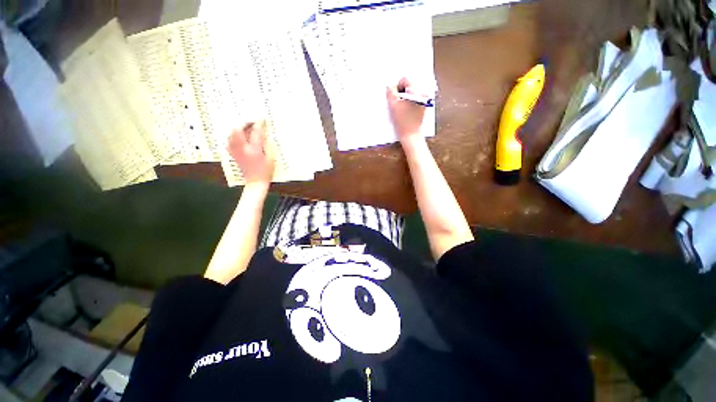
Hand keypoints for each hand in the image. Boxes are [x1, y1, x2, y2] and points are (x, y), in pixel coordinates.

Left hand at [227, 120, 275, 184]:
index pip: (256, 132)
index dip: (259, 124)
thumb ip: (268, 145)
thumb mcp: (271, 158)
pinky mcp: (233, 154)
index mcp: (254, 150)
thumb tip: (265, 135)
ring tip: (244, 127)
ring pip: (231, 134)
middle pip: (238, 130)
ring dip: (238, 128)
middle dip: (244, 122)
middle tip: (251, 121)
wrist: (255, 183)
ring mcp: (236, 151)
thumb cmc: (266, 172)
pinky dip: (233, 135)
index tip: (262, 120)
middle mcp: (243, 149)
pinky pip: (230, 141)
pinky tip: (238, 136)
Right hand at [386, 77, 426, 143]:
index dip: (397, 87)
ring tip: (401, 108)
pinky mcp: (422, 106)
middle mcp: (423, 93)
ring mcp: (423, 100)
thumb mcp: (393, 105)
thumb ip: (390, 92)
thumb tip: (390, 85)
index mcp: (418, 91)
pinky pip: (413, 99)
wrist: (410, 134)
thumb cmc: (402, 120)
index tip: (395, 98)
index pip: (405, 79)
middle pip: (408, 85)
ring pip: (410, 93)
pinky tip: (405, 111)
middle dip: (401, 93)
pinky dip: (407, 103)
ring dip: (403, 98)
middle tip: (397, 104)